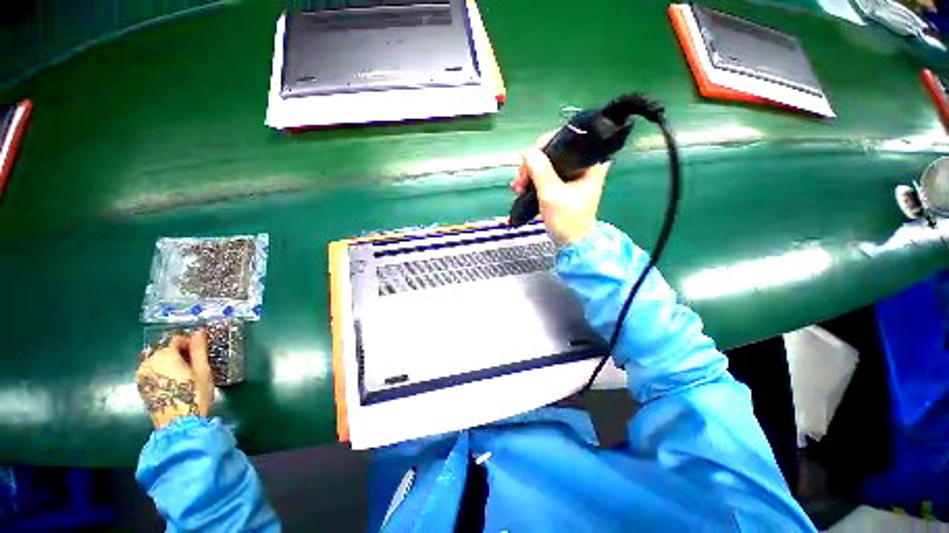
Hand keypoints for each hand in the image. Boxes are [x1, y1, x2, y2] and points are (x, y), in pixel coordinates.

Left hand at [137, 330, 213, 428]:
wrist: (178, 423)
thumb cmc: (194, 394)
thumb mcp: (203, 370)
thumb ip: (199, 349)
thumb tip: (199, 331)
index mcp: (165, 355)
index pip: (175, 339)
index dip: (189, 342)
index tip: (200, 351)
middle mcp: (149, 361)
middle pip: (163, 348)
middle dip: (177, 351)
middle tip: (193, 361)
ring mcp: (141, 374)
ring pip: (155, 359)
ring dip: (168, 360)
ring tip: (182, 371)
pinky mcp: (140, 386)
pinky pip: (150, 370)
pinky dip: (160, 370)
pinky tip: (171, 380)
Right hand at [511, 133, 609, 244]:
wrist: (572, 242)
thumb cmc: (567, 220)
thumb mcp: (551, 194)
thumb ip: (540, 170)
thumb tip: (527, 151)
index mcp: (588, 162)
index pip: (563, 141)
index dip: (542, 149)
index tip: (527, 164)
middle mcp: (582, 164)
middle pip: (552, 153)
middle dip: (532, 165)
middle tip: (520, 181)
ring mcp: (573, 175)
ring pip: (547, 164)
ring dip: (530, 174)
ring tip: (518, 188)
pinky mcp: (565, 184)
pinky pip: (546, 175)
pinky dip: (534, 180)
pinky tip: (522, 188)